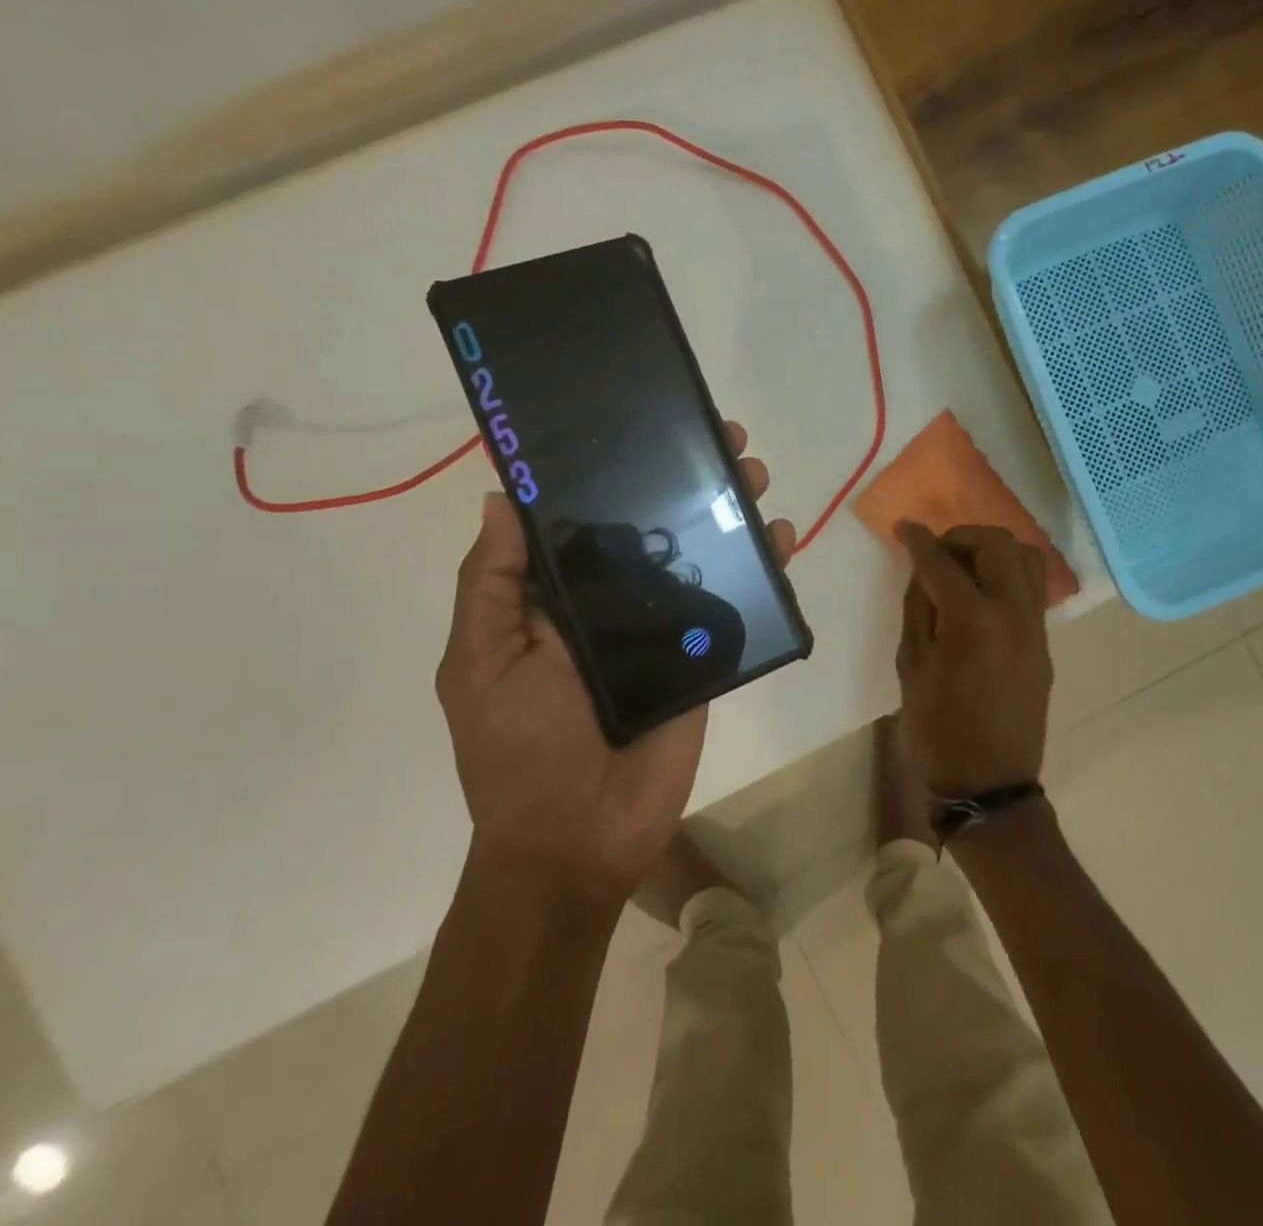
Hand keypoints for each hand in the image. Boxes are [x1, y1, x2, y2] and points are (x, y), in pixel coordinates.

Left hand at [435, 422, 794, 901]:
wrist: (578, 838)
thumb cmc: (519, 748)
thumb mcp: (482, 662)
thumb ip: (493, 584)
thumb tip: (503, 497)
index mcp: (558, 596)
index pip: (588, 517)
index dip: (613, 470)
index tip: (640, 424)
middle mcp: (613, 601)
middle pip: (654, 525)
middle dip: (685, 479)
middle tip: (720, 440)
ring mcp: (665, 628)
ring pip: (701, 556)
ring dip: (728, 512)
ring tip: (752, 478)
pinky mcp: (705, 657)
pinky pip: (735, 605)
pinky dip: (761, 571)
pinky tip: (780, 541)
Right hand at [894, 522, 1053, 797]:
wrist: (989, 783)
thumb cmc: (937, 730)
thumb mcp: (911, 667)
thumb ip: (918, 609)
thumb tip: (923, 572)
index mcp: (971, 620)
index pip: (942, 561)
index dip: (919, 540)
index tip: (904, 529)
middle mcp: (1012, 613)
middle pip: (996, 543)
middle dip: (962, 536)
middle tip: (938, 552)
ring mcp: (1035, 628)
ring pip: (1025, 558)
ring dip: (992, 550)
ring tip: (965, 568)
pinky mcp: (1045, 643)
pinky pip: (1032, 589)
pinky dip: (1008, 575)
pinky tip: (982, 595)